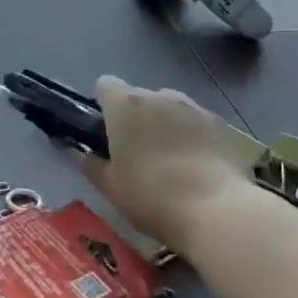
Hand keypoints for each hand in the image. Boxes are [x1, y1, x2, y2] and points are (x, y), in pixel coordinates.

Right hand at [78, 75, 256, 247]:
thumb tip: (76, 151)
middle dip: (137, 118)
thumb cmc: (152, 197)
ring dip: (166, 125)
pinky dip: (194, 136)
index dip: (104, 106)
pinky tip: (199, 167)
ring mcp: (194, 107)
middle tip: (138, 154)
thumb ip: (90, 164)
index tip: (107, 133)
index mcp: (125, 105)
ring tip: (173, 162)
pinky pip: (198, 122)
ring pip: (171, 108)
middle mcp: (159, 96)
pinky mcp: (221, 124)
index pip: (106, 85)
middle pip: (140, 97)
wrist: (217, 211)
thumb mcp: (110, 187)